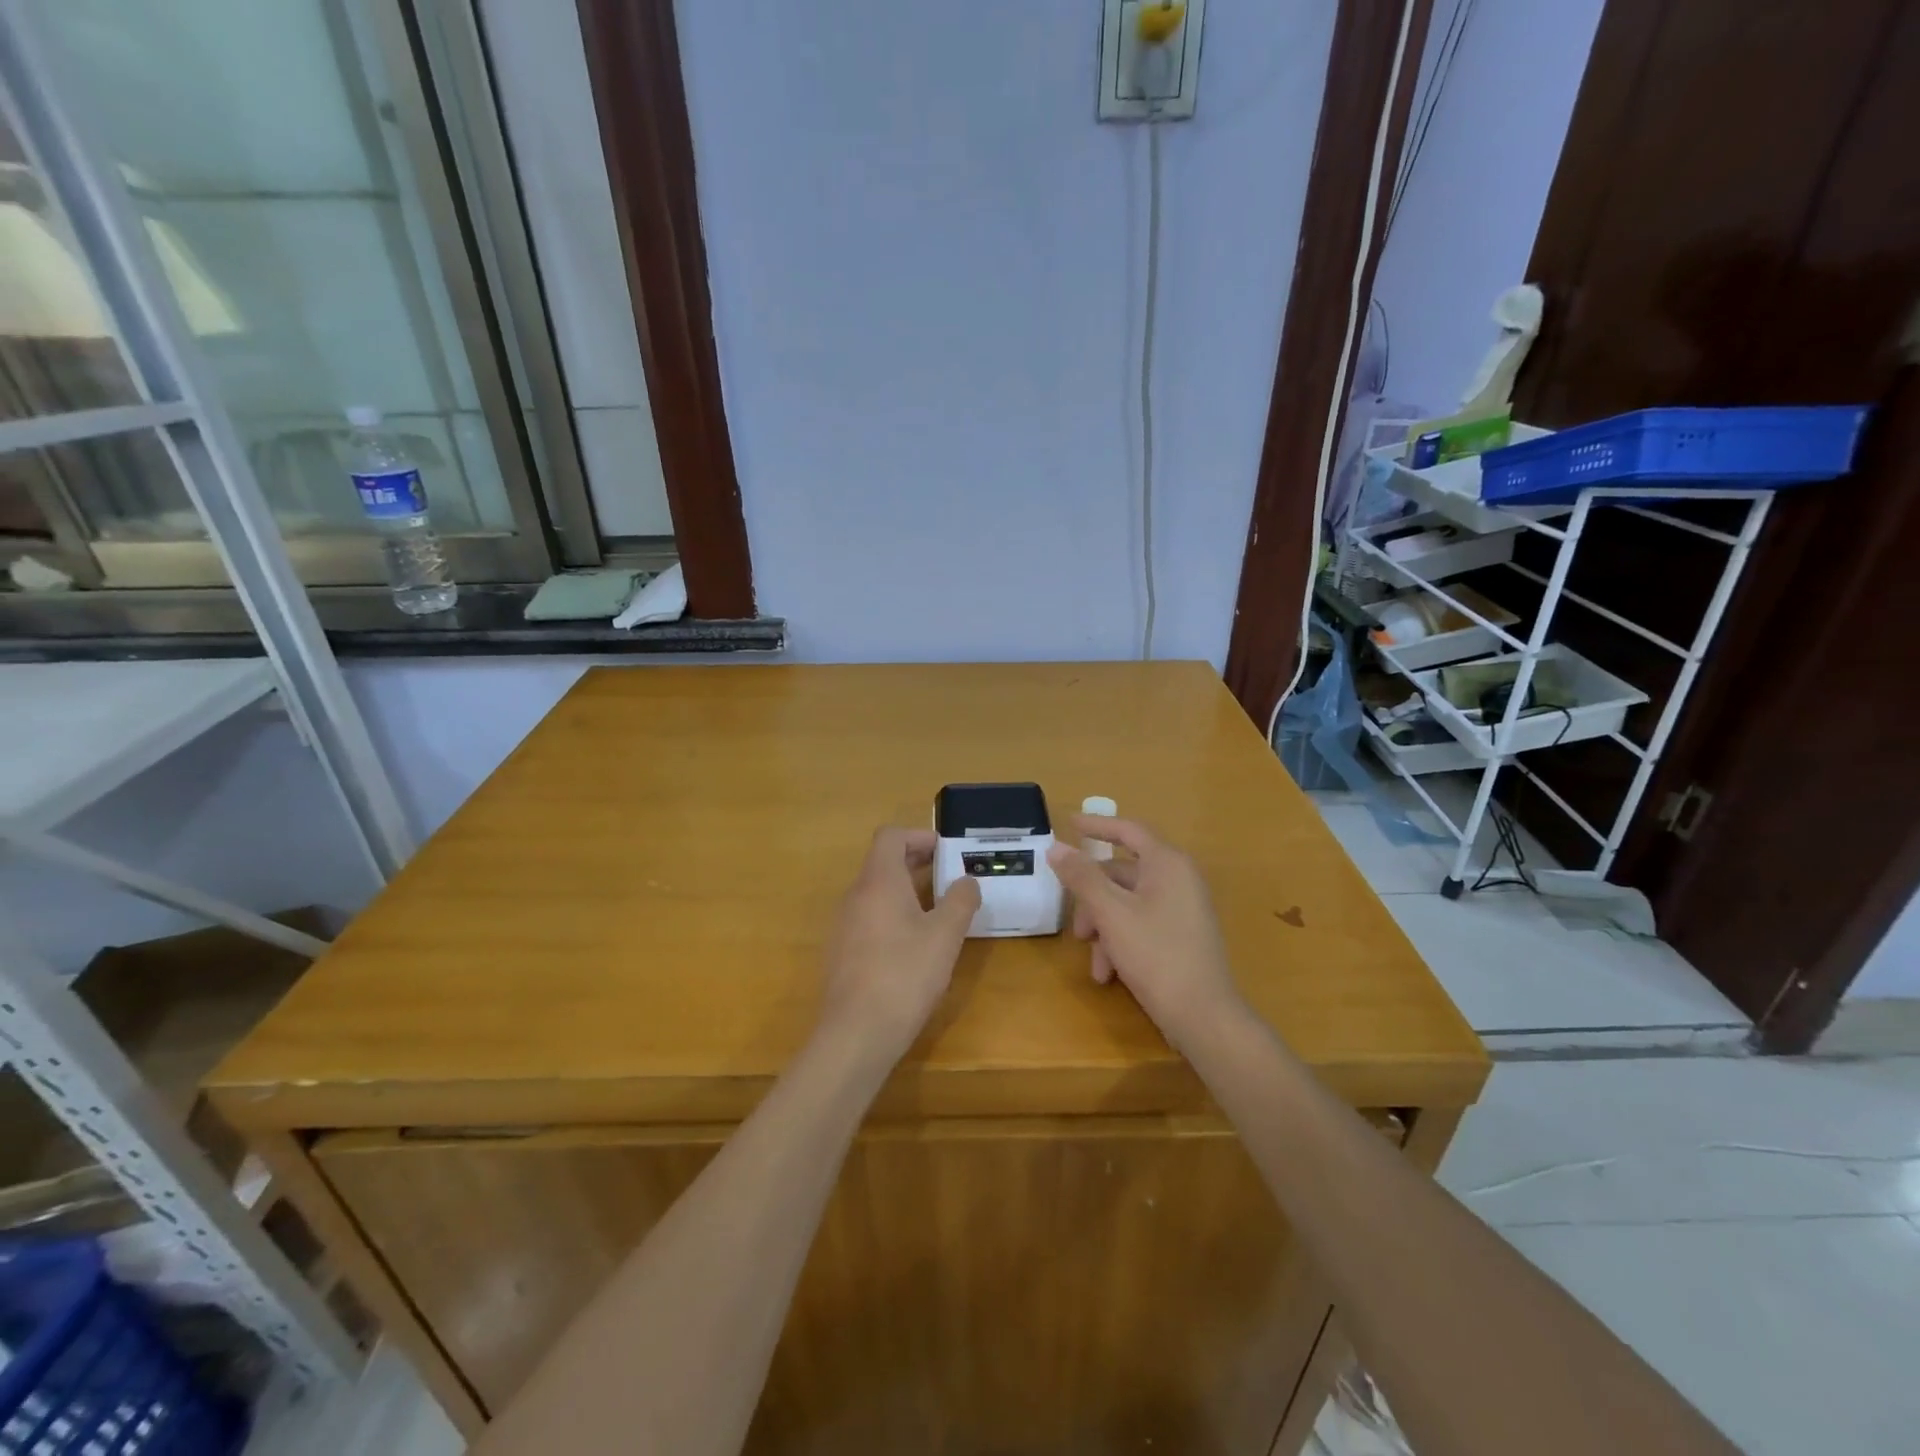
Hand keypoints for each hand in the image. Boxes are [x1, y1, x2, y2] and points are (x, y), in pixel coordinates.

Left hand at [817, 827, 980, 1062]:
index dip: (919, 836)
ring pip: (876, 892)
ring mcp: (844, 925)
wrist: (855, 1033)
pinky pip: (869, 917)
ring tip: (938, 912)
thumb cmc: (905, 975)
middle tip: (950, 878)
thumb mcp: (945, 936)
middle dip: (917, 863)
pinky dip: (893, 915)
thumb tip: (967, 881)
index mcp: (879, 881)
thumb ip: (960, 901)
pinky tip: (914, 945)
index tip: (946, 851)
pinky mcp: (842, 952)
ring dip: (906, 891)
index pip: (890, 836)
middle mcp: (855, 896)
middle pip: (883, 862)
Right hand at [1046, 816, 1247, 1050]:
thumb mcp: (1111, 913)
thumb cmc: (1156, 955)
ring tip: (1096, 964)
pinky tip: (1109, 974)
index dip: (1097, 825)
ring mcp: (1183, 908)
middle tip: (1077, 929)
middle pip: (1122, 874)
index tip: (1069, 823)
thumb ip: (1082, 877)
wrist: (1204, 1017)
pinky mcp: (1182, 935)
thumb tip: (1056, 847)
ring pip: (1127, 904)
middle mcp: (1179, 879)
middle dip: (1093, 901)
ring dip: (1104, 929)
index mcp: (1167, 864)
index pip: (1128, 830)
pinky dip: (1121, 942)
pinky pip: (1142, 924)